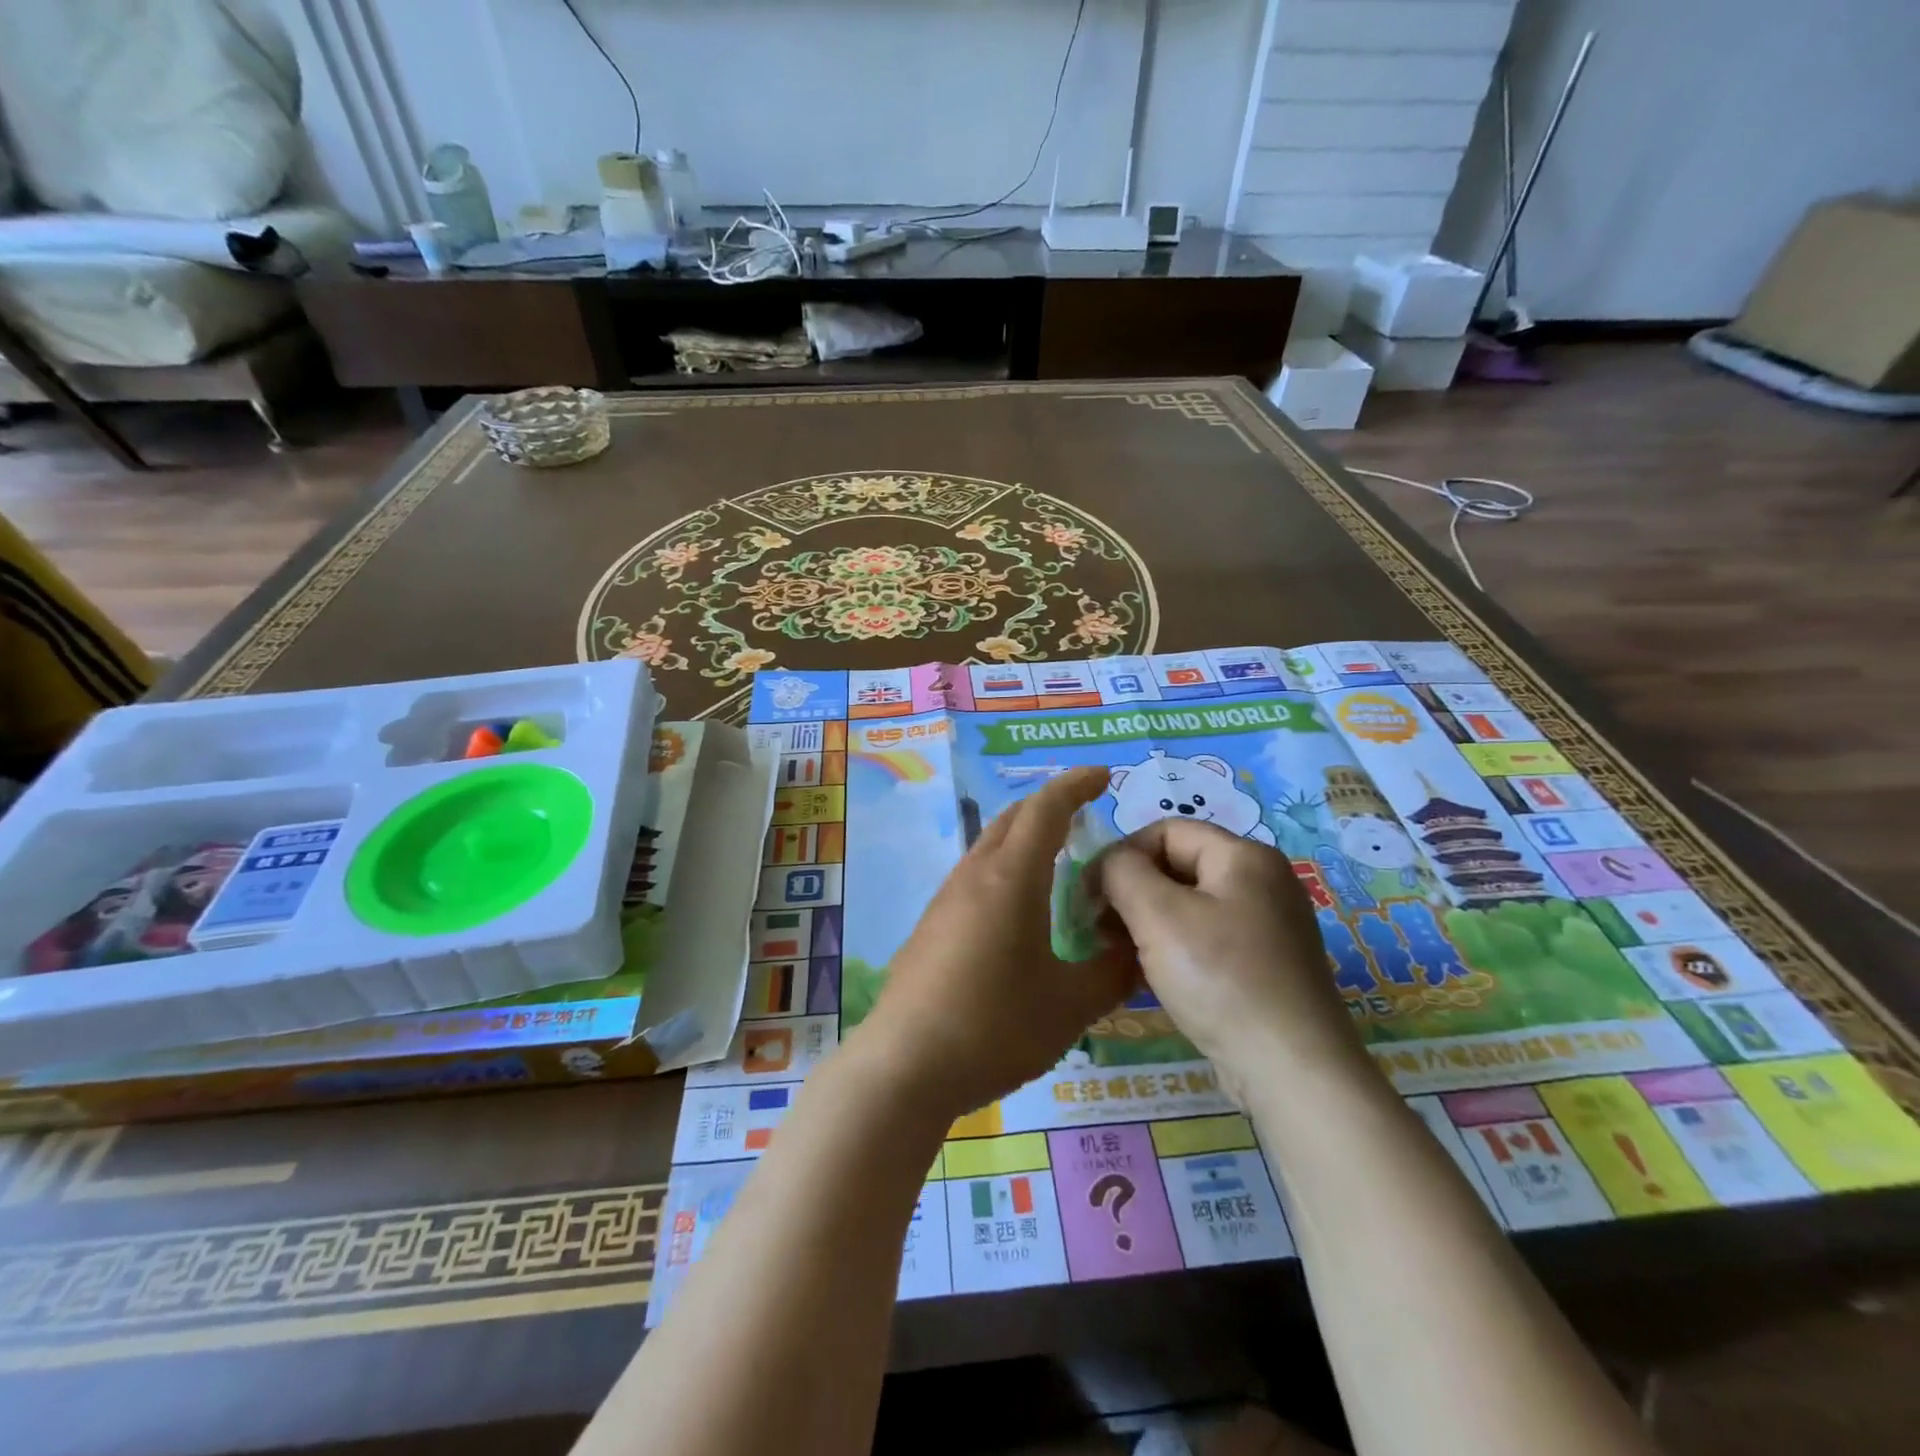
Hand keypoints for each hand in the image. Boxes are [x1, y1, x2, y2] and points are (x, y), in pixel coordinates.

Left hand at [855, 766, 1138, 1122]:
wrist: (904, 1065)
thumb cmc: (994, 1027)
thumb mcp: (1069, 1006)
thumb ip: (1111, 973)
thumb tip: (1134, 950)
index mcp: (1011, 879)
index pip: (1046, 810)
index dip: (1076, 785)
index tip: (1103, 775)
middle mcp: (975, 876)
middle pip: (1013, 819)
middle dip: (1050, 805)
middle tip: (1085, 811)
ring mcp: (947, 899)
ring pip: (990, 845)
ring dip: (1024, 836)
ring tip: (1058, 855)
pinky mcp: (932, 925)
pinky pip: (976, 875)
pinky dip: (1006, 866)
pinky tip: (1020, 905)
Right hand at [1096, 819, 1365, 1102]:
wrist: (1292, 1072)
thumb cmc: (1221, 979)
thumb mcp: (1157, 915)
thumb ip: (1121, 872)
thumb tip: (1108, 865)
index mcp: (1244, 856)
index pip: (1165, 831)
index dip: (1121, 855)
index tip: (1090, 896)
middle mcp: (1262, 881)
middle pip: (1178, 866)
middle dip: (1132, 891)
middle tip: (1099, 928)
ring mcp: (1268, 925)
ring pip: (1189, 906)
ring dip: (1147, 922)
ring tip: (1119, 953)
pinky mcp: (1265, 965)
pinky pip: (1207, 939)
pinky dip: (1173, 948)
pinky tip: (1150, 976)